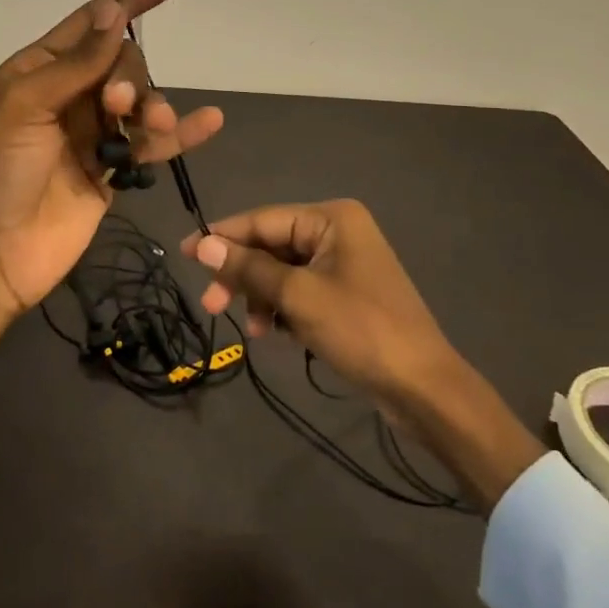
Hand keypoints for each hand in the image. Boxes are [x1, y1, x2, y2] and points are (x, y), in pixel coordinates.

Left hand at [0, 0, 224, 312]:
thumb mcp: (27, 105)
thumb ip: (77, 62)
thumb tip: (114, 11)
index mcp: (38, 70)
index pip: (91, 22)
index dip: (130, 0)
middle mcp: (67, 96)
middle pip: (121, 64)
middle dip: (129, 76)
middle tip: (115, 106)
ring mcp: (91, 135)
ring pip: (139, 103)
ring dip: (153, 107)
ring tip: (151, 127)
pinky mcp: (110, 173)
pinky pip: (150, 146)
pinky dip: (180, 135)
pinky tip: (210, 121)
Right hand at [184, 200, 452, 406]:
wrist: (424, 389)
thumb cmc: (362, 331)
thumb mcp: (298, 297)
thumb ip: (249, 268)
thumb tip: (203, 244)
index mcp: (331, 218)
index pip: (263, 220)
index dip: (222, 237)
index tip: (184, 253)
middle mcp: (337, 231)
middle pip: (271, 246)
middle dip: (241, 275)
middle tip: (209, 304)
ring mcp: (343, 263)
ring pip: (281, 271)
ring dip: (260, 296)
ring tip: (252, 330)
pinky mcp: (345, 293)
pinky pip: (299, 290)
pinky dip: (281, 308)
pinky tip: (273, 332)